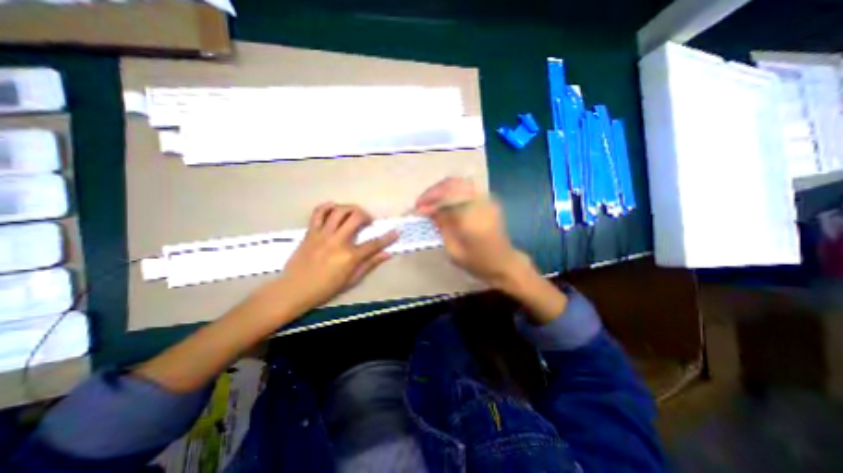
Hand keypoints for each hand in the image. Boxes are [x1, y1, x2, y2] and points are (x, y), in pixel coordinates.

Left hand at [278, 203, 398, 309]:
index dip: (388, 237)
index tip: (396, 231)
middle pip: (356, 217)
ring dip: (351, 209)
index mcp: (349, 256)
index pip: (374, 244)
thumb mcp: (351, 280)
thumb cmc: (325, 288)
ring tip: (354, 214)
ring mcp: (322, 234)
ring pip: (339, 211)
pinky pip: (318, 212)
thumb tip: (387, 254)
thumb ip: (370, 264)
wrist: (294, 289)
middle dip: (367, 216)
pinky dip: (328, 206)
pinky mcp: (310, 232)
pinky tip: (334, 209)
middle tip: (368, 221)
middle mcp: (337, 241)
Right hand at [416, 178, 531, 288]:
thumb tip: (427, 211)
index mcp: (472, 218)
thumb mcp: (454, 250)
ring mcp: (486, 199)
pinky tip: (444, 200)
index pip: (446, 200)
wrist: (504, 263)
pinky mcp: (488, 200)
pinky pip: (466, 188)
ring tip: (430, 201)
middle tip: (421, 203)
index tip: (417, 209)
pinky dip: (452, 191)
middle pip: (452, 185)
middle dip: (433, 192)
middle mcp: (480, 203)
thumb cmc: (478, 262)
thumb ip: (442, 227)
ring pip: (459, 183)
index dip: (429, 201)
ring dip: (442, 189)